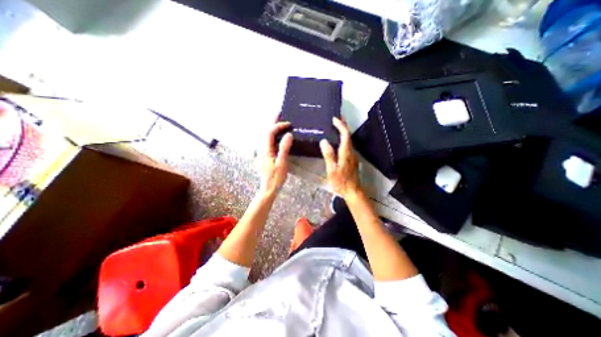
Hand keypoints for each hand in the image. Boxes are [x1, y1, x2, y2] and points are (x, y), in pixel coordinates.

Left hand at [259, 122, 294, 194]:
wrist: (268, 188)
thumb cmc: (276, 177)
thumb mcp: (282, 163)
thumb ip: (284, 148)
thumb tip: (288, 135)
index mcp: (266, 150)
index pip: (270, 132)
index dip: (278, 126)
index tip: (288, 124)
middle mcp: (262, 149)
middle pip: (266, 132)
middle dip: (273, 123)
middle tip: (280, 115)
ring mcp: (263, 153)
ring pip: (267, 137)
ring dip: (273, 129)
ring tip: (281, 124)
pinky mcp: (265, 156)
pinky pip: (269, 142)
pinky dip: (274, 136)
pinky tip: (279, 137)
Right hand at [319, 118, 360, 197]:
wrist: (353, 191)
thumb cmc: (341, 181)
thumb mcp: (332, 169)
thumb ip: (328, 155)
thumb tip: (324, 141)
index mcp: (346, 153)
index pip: (345, 135)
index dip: (341, 125)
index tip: (335, 119)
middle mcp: (351, 152)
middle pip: (349, 135)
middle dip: (344, 125)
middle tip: (337, 118)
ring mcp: (352, 156)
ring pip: (349, 140)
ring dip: (344, 131)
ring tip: (337, 126)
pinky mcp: (352, 160)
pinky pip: (348, 145)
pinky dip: (344, 139)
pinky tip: (338, 140)